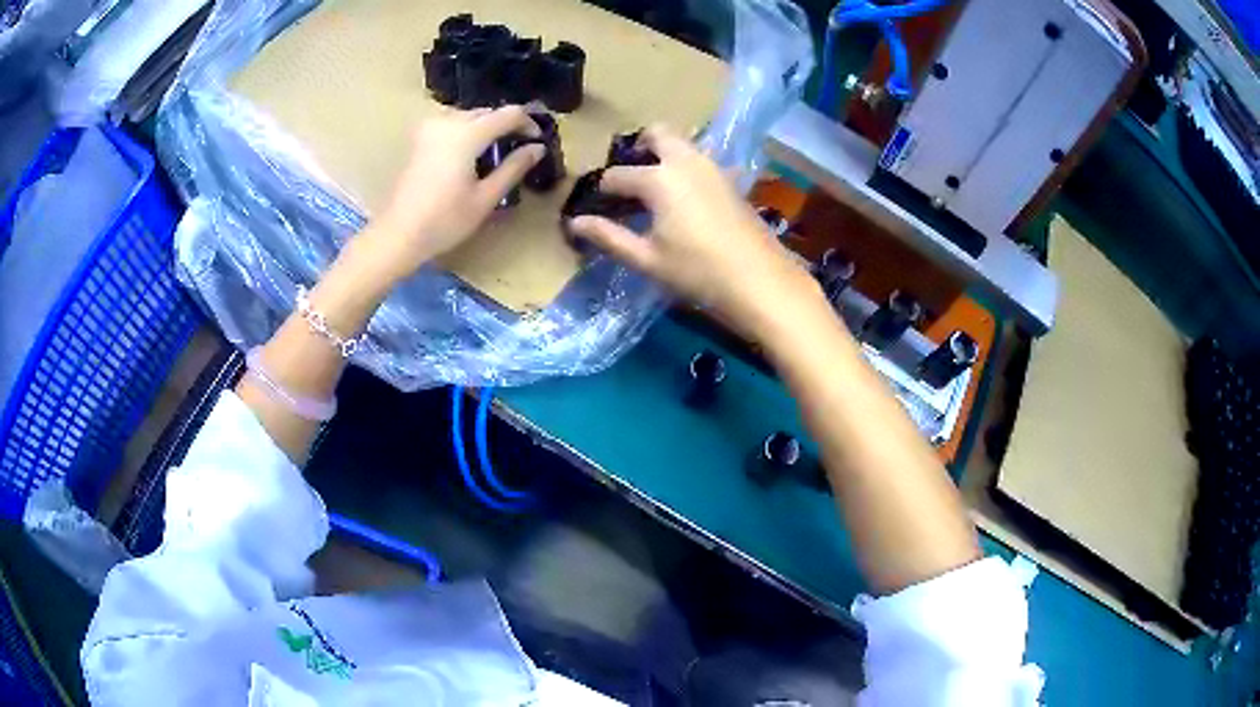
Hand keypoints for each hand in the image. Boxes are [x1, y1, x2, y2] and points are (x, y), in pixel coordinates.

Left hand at [363, 106, 544, 282]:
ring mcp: (430, 127)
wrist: (398, 234)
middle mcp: (448, 121)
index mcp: (467, 133)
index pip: (509, 114)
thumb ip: (514, 167)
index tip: (537, 142)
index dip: (528, 123)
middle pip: (487, 112)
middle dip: (506, 125)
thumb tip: (537, 148)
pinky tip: (471, 156)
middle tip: (519, 149)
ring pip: (469, 116)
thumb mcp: (486, 197)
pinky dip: (468, 133)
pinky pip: (452, 124)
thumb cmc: (444, 220)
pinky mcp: (420, 138)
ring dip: (487, 128)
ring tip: (496, 153)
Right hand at [566, 125, 808, 330]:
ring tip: (651, 189)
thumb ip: (609, 237)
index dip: (601, 190)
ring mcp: (712, 167)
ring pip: (682, 143)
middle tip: (628, 178)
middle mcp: (685, 161)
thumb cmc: (698, 272)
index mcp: (658, 178)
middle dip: (637, 148)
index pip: (617, 175)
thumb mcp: (647, 259)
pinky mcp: (730, 179)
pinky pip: (699, 159)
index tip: (595, 206)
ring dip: (663, 154)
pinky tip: (681, 198)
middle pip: (656, 134)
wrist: (761, 281)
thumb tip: (575, 222)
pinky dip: (683, 166)